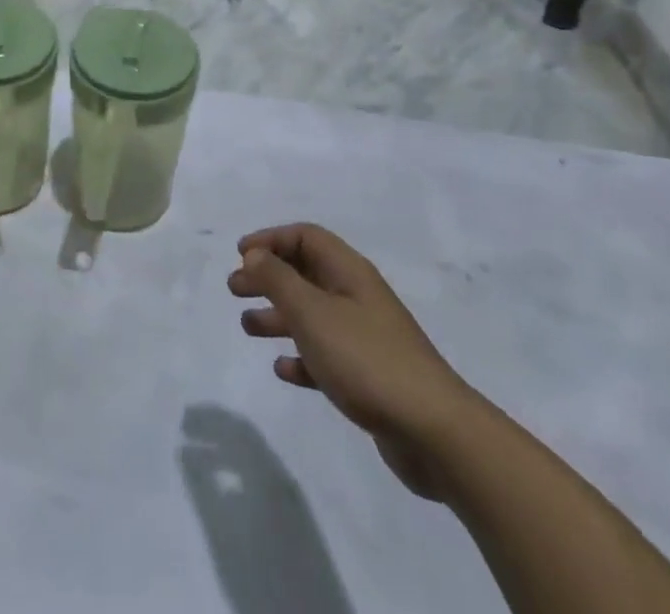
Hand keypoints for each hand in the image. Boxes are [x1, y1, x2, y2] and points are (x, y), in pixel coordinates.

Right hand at [230, 223, 479, 499]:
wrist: (435, 432)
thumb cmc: (366, 359)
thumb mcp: (312, 312)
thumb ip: (278, 279)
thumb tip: (255, 254)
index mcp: (349, 272)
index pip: (306, 236)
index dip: (271, 239)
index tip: (240, 253)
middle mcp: (357, 297)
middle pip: (306, 273)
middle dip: (268, 276)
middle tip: (235, 288)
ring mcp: (365, 337)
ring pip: (312, 314)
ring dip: (279, 316)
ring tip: (247, 326)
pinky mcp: (369, 377)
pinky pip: (326, 355)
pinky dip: (301, 356)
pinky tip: (282, 369)